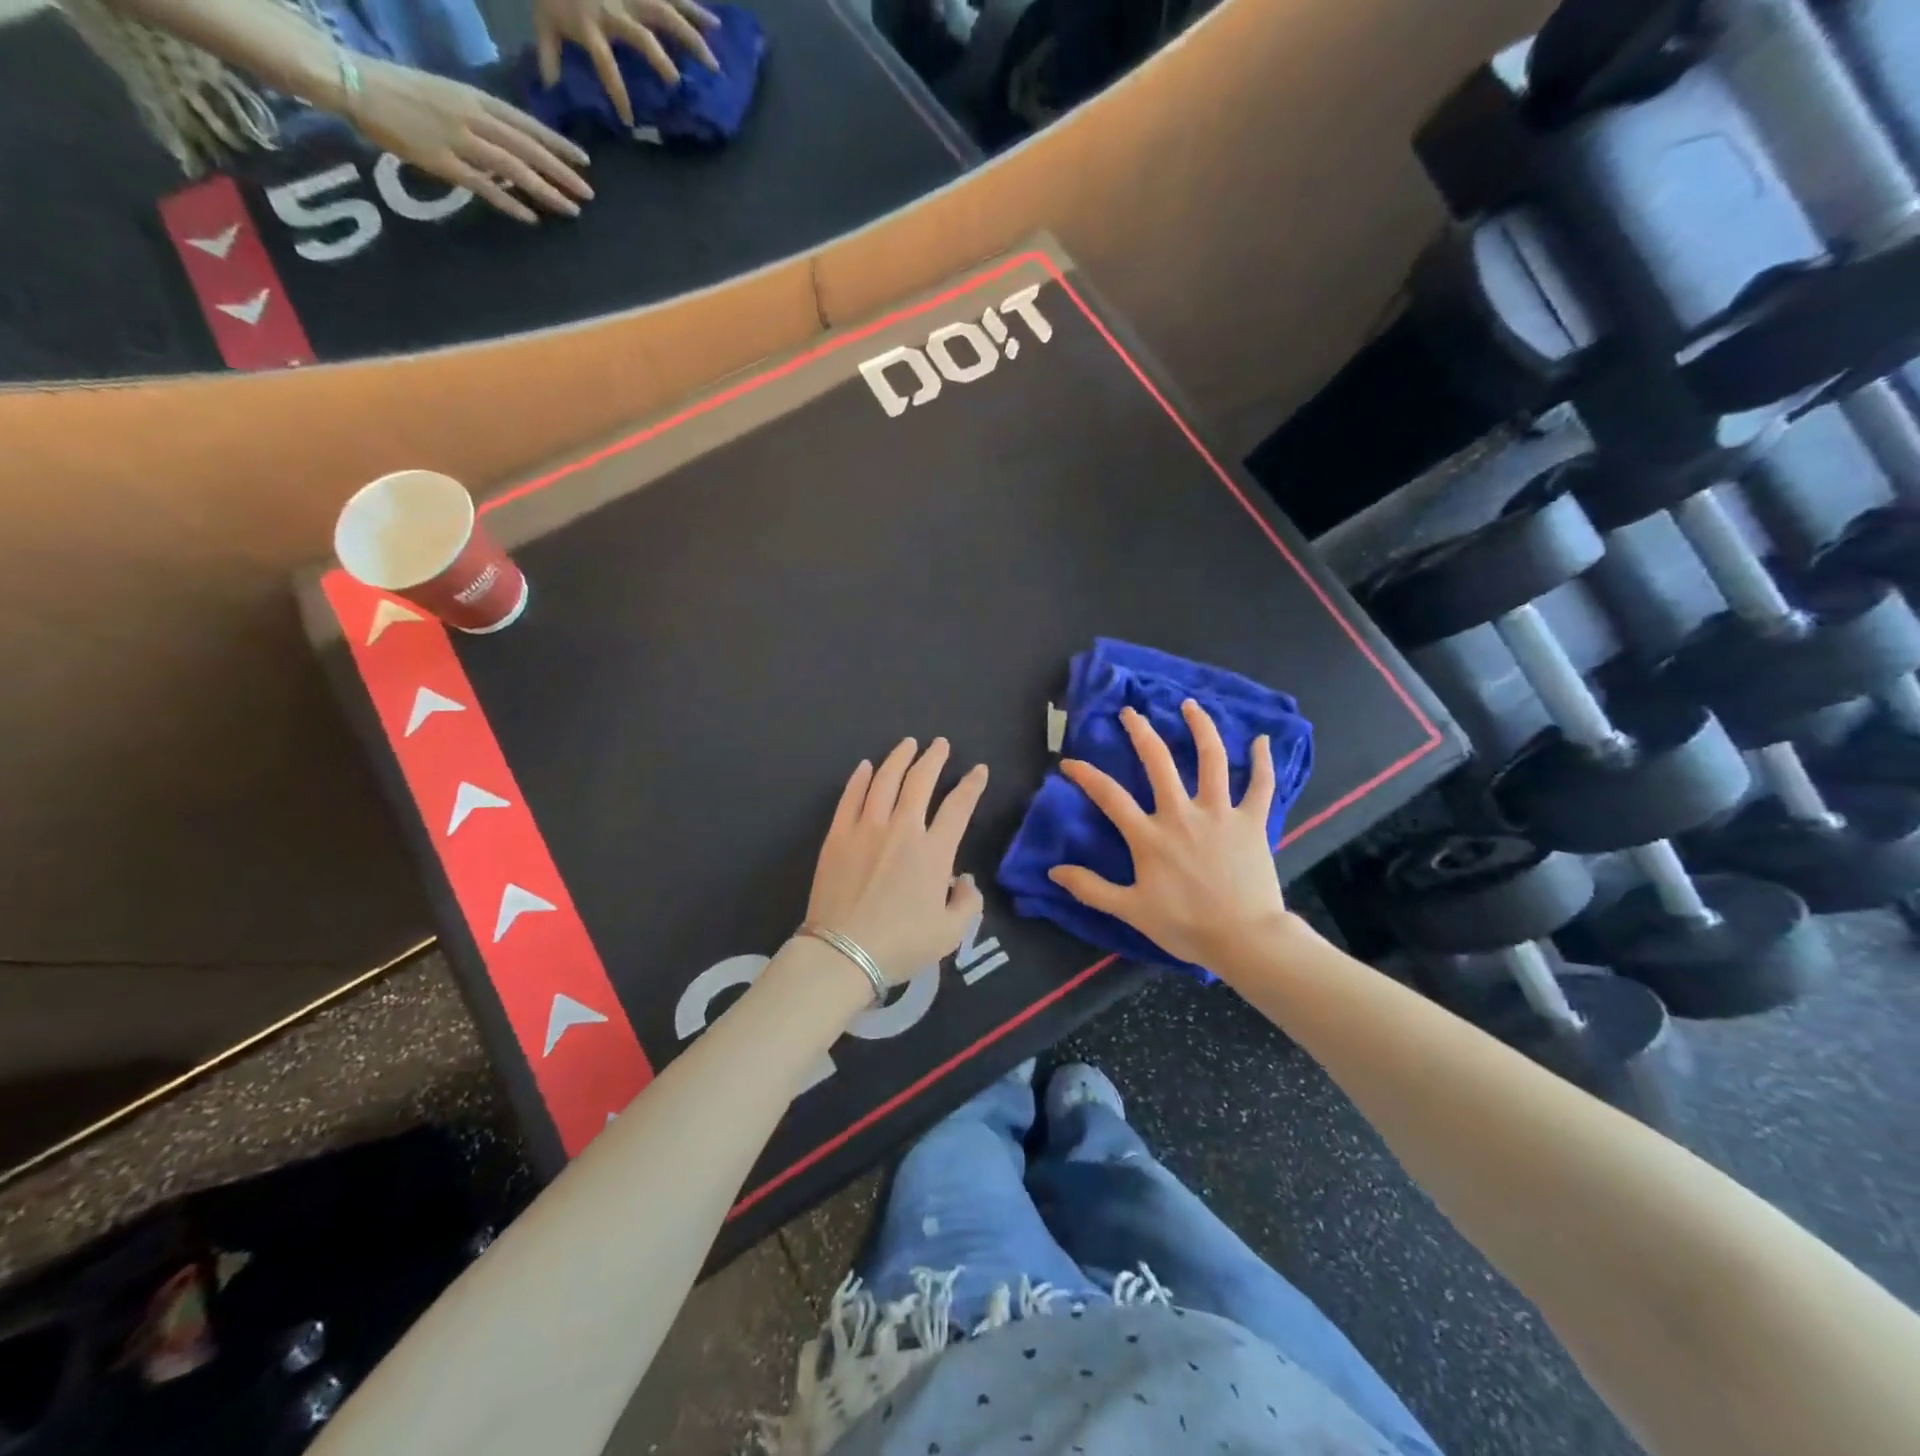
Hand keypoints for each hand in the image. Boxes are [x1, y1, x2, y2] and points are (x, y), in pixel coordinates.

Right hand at [344, 60, 592, 222]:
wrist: (353, 80)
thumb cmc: (401, 89)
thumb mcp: (448, 94)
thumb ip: (480, 117)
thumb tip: (510, 143)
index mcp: (474, 98)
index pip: (526, 123)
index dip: (557, 143)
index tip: (584, 161)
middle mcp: (472, 117)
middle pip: (527, 148)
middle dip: (561, 172)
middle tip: (588, 193)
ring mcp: (457, 139)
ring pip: (513, 168)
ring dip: (545, 191)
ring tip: (571, 209)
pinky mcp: (441, 161)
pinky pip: (483, 186)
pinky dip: (509, 203)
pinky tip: (531, 218)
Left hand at [535, 0, 720, 127]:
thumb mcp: (544, 20)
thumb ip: (550, 55)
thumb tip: (552, 89)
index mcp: (590, 25)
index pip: (604, 63)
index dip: (617, 92)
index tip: (629, 121)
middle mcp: (614, 9)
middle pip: (641, 37)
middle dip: (660, 62)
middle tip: (678, 85)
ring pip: (665, 15)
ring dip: (691, 39)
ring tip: (713, 63)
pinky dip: (695, 9)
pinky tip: (716, 25)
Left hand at [806, 738, 988, 985]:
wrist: (843, 953)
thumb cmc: (901, 945)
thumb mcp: (950, 934)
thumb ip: (967, 903)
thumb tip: (965, 881)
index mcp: (934, 853)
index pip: (958, 807)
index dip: (972, 785)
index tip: (978, 770)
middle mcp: (902, 830)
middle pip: (920, 781)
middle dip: (934, 758)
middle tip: (940, 744)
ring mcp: (866, 829)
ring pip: (884, 780)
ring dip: (899, 758)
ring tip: (908, 744)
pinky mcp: (837, 836)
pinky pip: (850, 797)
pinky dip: (859, 778)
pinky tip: (865, 766)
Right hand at [1049, 700, 1290, 969]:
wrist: (1245, 939)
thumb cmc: (1186, 926)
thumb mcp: (1131, 911)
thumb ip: (1091, 888)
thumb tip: (1054, 870)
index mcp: (1149, 836)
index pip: (1109, 796)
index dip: (1086, 775)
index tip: (1069, 762)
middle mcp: (1182, 813)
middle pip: (1159, 761)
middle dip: (1141, 732)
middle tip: (1130, 712)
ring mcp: (1220, 813)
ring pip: (1211, 759)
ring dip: (1200, 727)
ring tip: (1190, 705)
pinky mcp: (1252, 821)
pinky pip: (1260, 785)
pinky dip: (1262, 761)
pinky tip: (1261, 740)